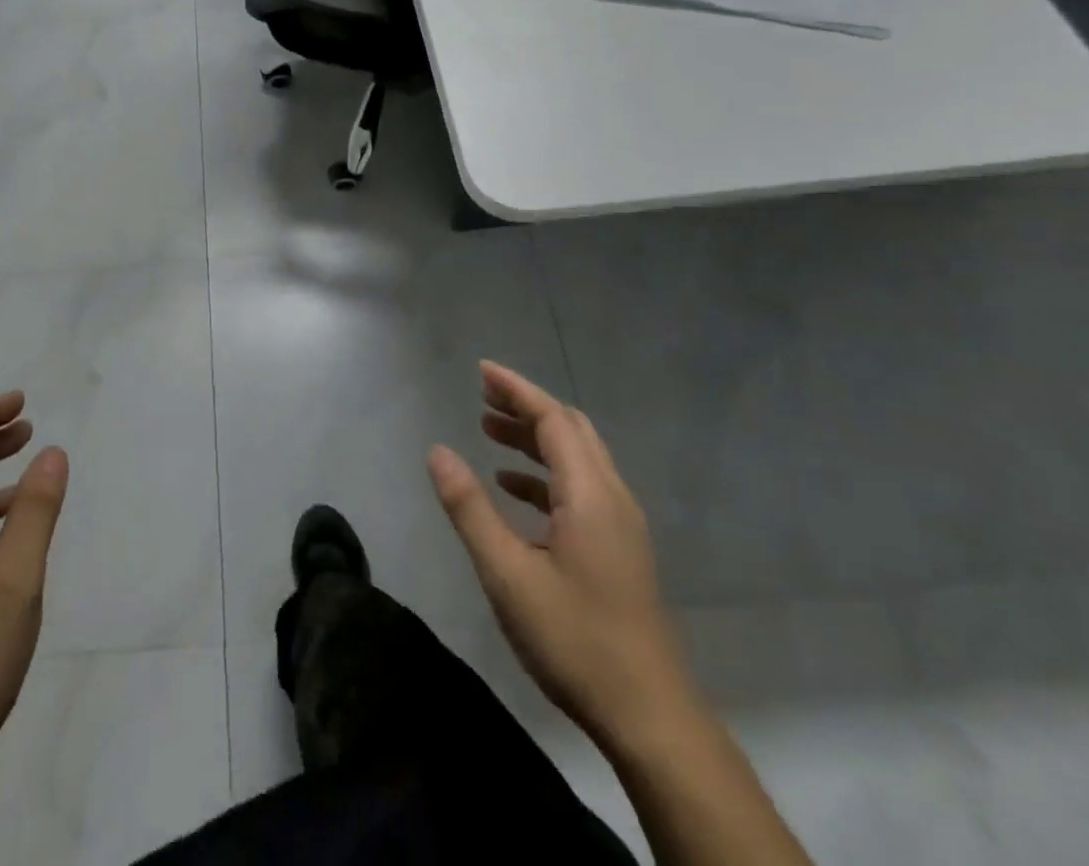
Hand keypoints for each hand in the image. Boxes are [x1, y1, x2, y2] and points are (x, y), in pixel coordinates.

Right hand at [427, 361, 694, 754]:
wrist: (651, 718)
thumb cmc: (575, 640)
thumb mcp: (507, 574)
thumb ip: (469, 508)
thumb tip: (438, 451)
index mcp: (590, 495)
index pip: (553, 419)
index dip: (517, 390)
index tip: (481, 370)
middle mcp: (612, 498)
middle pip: (570, 430)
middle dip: (526, 407)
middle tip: (481, 396)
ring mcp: (621, 525)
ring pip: (577, 459)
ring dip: (535, 439)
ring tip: (489, 431)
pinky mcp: (619, 549)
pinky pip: (580, 488)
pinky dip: (545, 474)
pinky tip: (513, 488)